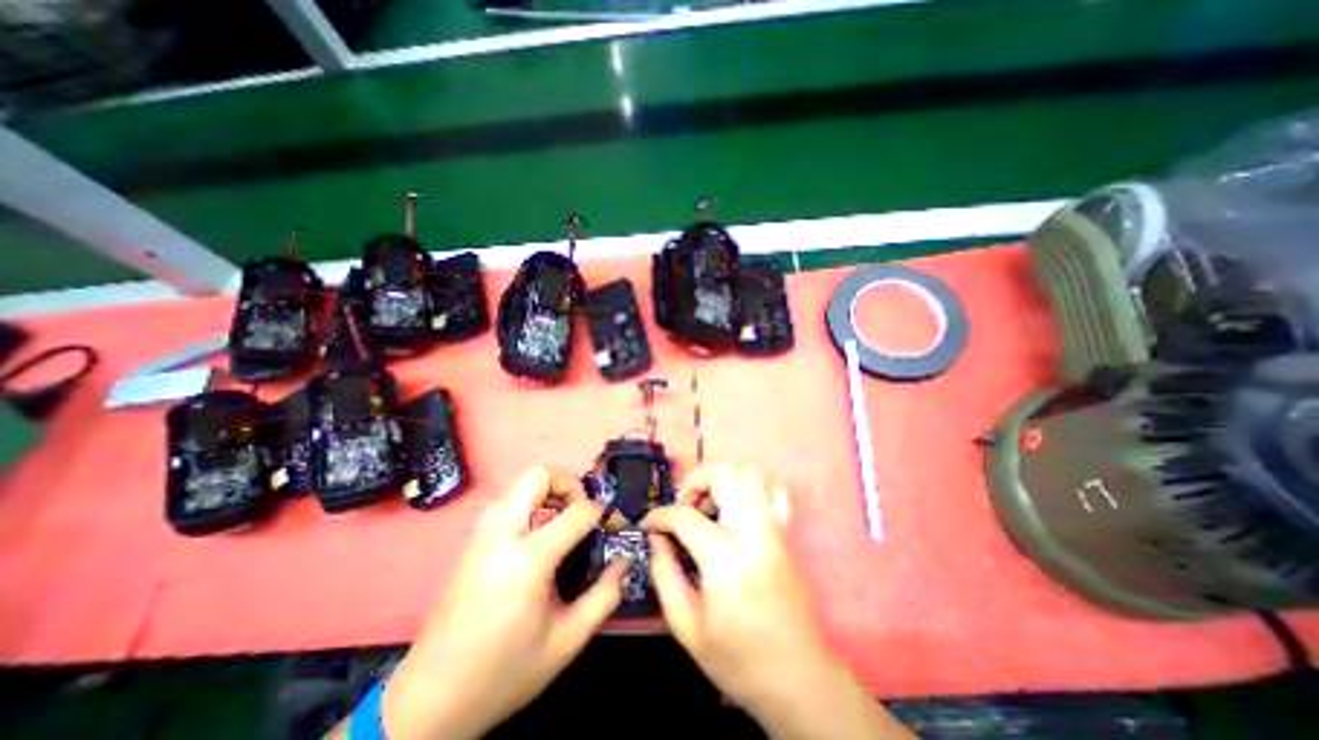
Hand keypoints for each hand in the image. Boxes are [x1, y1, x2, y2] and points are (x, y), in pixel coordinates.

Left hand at [382, 467, 626, 739]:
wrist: (430, 700)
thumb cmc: (503, 672)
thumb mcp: (566, 641)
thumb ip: (605, 596)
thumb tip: (625, 561)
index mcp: (526, 560)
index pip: (576, 512)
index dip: (603, 512)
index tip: (613, 523)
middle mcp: (501, 535)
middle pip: (537, 475)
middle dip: (569, 483)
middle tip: (583, 509)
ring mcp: (482, 535)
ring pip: (518, 485)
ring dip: (547, 491)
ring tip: (564, 519)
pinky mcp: (473, 541)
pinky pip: (507, 502)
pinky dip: (530, 504)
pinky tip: (540, 534)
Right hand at [642, 470, 914, 738]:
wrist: (799, 679)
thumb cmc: (739, 659)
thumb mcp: (686, 626)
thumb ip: (664, 573)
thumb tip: (656, 536)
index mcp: (727, 560)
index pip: (685, 516)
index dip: (659, 516)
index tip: (649, 525)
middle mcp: (754, 532)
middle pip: (723, 474)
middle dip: (694, 481)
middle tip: (682, 507)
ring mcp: (775, 528)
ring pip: (747, 474)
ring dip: (720, 481)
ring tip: (706, 508)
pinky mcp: (786, 532)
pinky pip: (771, 491)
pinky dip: (750, 490)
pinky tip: (736, 512)